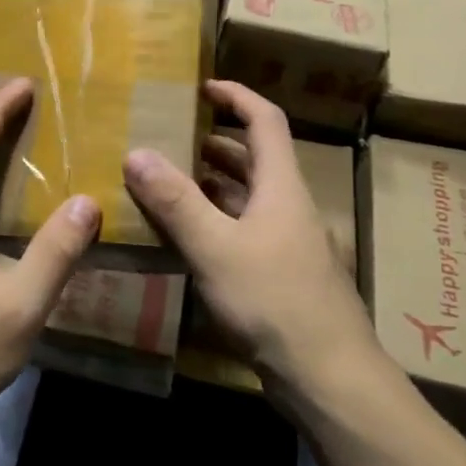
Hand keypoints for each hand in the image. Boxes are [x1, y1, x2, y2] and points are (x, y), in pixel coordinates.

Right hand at [123, 81, 384, 390]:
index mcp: (281, 186)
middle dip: (215, 142)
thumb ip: (176, 201)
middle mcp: (288, 205)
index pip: (264, 120)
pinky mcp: (280, 274)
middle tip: (171, 136)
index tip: (202, 87)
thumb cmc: (275, 300)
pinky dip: (216, 220)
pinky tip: (187, 235)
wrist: (329, 377)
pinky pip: (243, 230)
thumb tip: (136, 153)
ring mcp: (287, 242)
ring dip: (213, 183)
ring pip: (248, 196)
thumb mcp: (216, 247)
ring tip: (168, 179)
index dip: (236, 96)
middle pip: (255, 157)